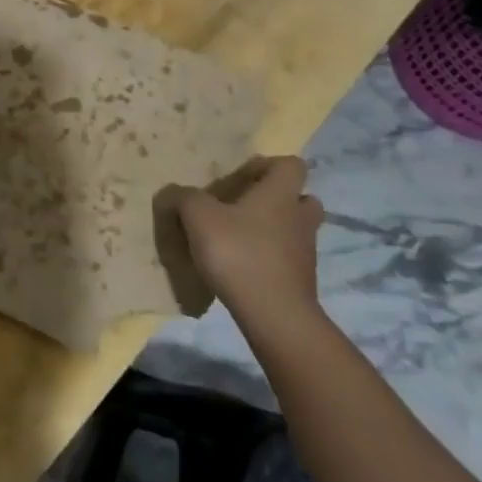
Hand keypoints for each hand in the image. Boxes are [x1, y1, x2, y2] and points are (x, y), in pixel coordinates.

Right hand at [159, 157, 324, 342]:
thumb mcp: (198, 217)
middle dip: (278, 199)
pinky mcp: (301, 282)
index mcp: (280, 194)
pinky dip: (270, 258)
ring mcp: (305, 253)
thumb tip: (175, 193)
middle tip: (247, 206)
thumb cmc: (239, 253)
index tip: (242, 177)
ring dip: (274, 230)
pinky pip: (288, 259)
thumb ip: (184, 198)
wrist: (275, 317)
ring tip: (240, 237)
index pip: (291, 165)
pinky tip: (241, 266)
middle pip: (302, 198)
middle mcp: (299, 218)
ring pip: (295, 230)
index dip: (268, 165)